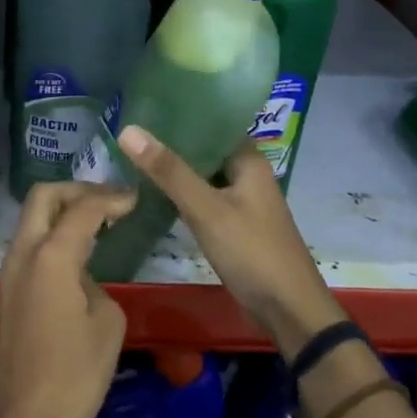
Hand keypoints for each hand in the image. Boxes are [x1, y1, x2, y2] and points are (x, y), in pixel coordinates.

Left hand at [0, 182, 134, 417]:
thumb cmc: (73, 376)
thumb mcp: (107, 325)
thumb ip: (97, 285)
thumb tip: (82, 280)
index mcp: (50, 256)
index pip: (82, 208)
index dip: (111, 198)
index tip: (135, 199)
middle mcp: (22, 253)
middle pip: (43, 197)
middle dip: (77, 191)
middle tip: (110, 202)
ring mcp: (8, 272)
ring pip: (32, 220)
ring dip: (62, 213)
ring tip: (99, 224)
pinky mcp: (5, 292)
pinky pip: (29, 246)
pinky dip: (53, 237)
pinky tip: (79, 257)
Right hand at [115, 127, 345, 357]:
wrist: (288, 311)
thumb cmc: (252, 251)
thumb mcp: (206, 209)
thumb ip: (168, 171)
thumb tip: (128, 129)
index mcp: (249, 161)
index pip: (213, 123)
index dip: (181, 114)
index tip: (143, 106)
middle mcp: (248, 175)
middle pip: (205, 150)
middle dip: (171, 142)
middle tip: (128, 132)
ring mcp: (242, 202)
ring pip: (202, 175)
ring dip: (174, 169)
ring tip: (132, 156)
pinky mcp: (234, 225)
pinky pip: (203, 198)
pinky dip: (181, 193)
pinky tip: (153, 193)